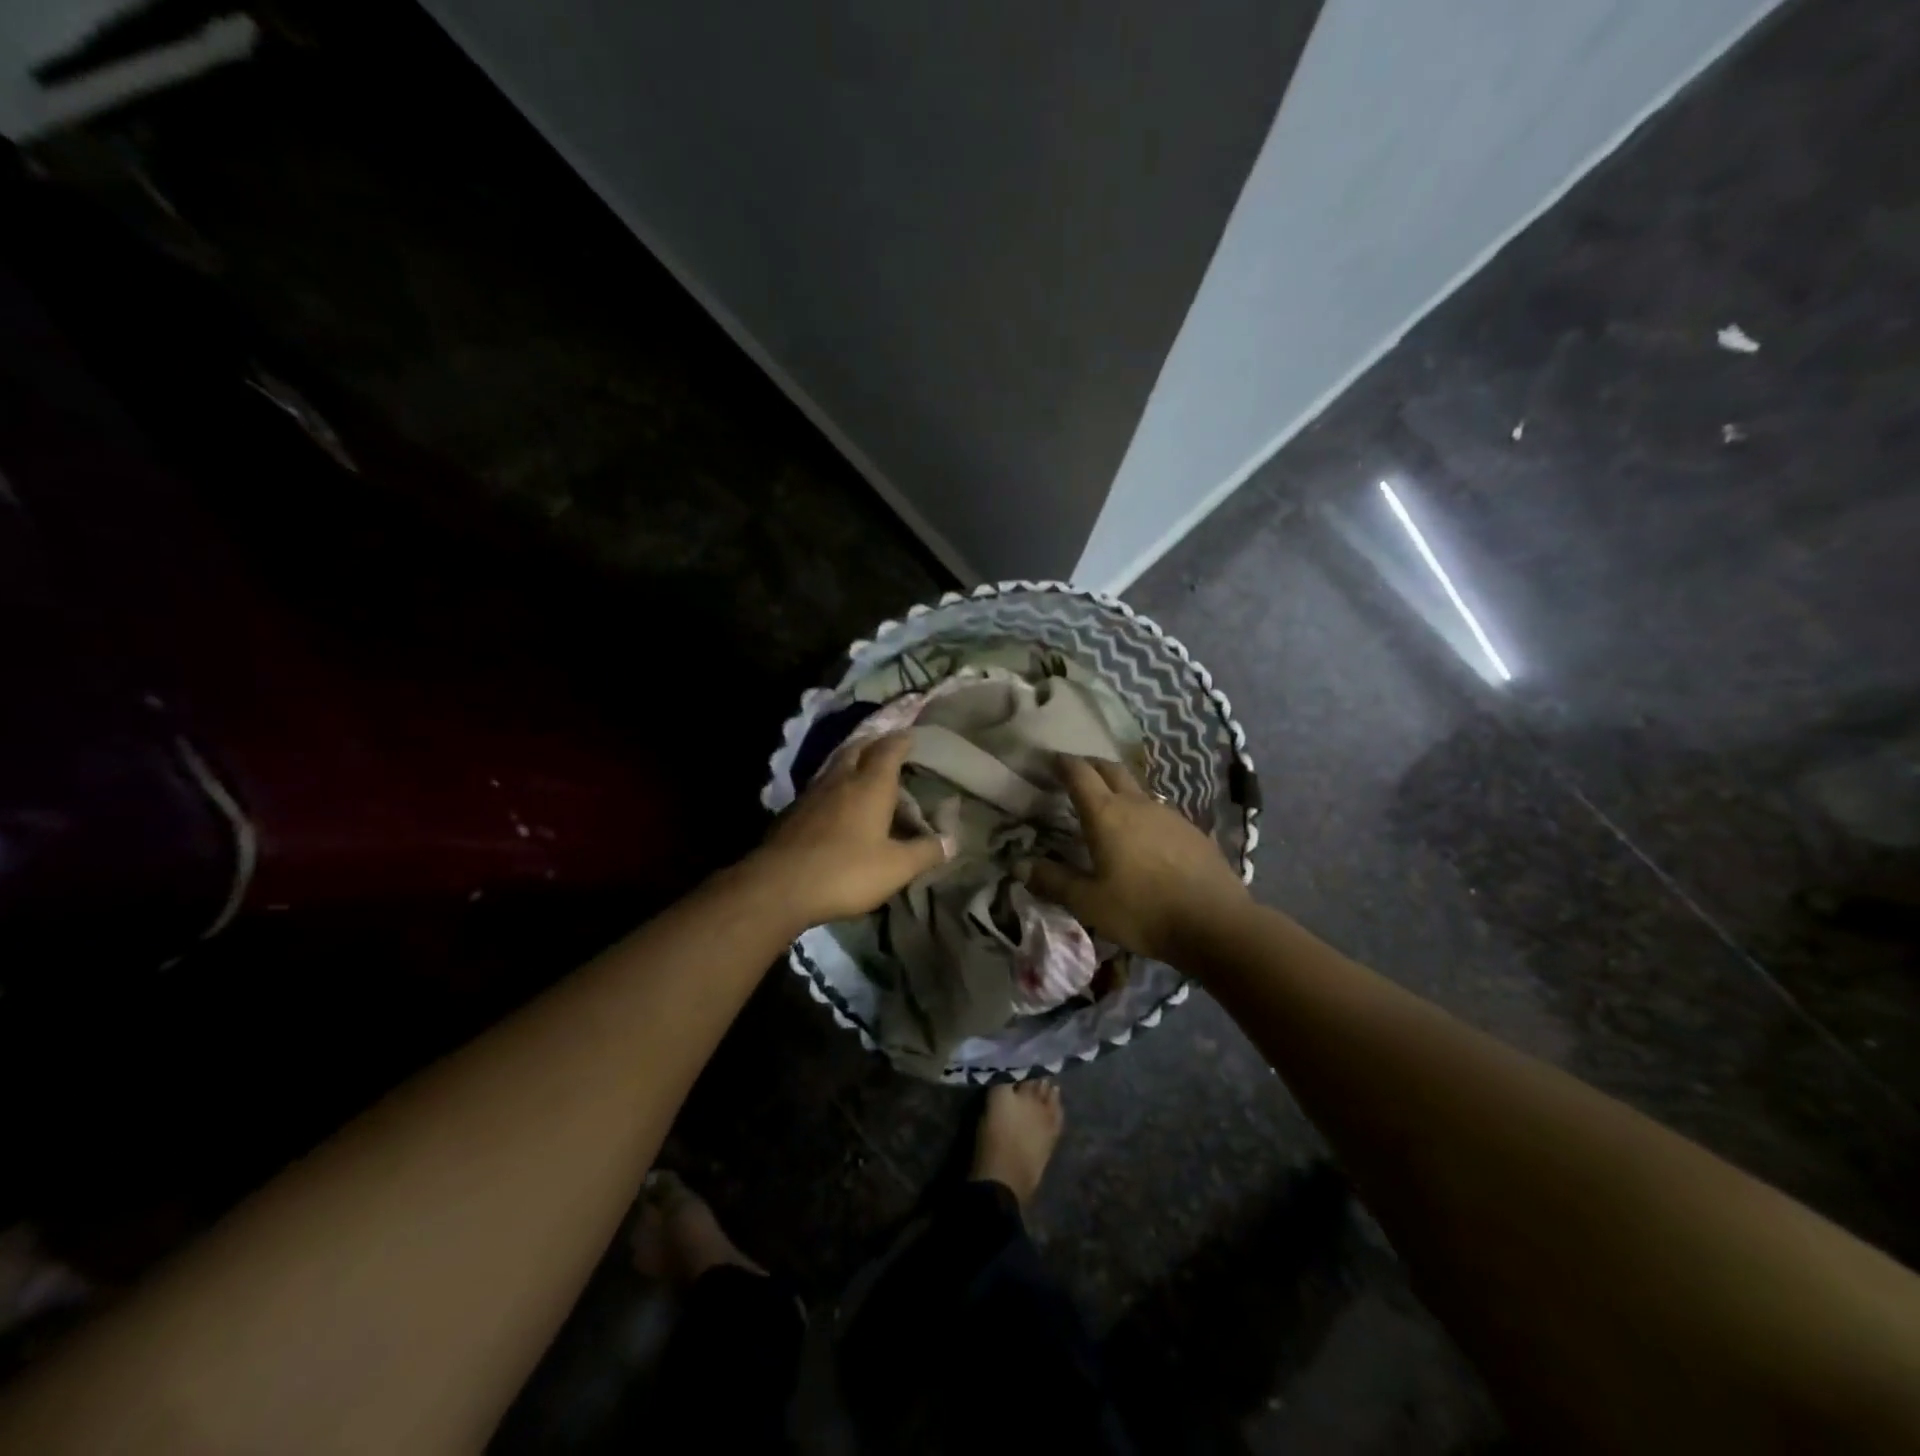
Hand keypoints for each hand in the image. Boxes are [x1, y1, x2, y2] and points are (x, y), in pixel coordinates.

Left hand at [748, 731, 950, 928]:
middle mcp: (841, 779)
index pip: (889, 749)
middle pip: (858, 748)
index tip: (912, 736)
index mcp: (870, 785)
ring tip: (863, 770)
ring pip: (835, 765)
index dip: (902, 740)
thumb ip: (926, 852)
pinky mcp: (793, 812)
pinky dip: (834, 785)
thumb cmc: (846, 871)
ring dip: (851, 761)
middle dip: (874, 743)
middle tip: (887, 747)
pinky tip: (835, 802)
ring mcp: (812, 793)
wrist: (779, 886)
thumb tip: (952, 841)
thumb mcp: (896, 868)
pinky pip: (819, 786)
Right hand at [1027, 756, 1247, 962]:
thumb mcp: (1088, 903)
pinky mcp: (1191, 831)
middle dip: (1090, 765)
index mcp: (1106, 814)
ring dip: (1118, 787)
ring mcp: (1168, 814)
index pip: (1079, 774)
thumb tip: (1020, 866)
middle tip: (1075, 772)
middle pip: (1110, 769)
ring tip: (1107, 804)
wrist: (1215, 923)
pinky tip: (1142, 836)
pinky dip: (1141, 812)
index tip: (1049, 759)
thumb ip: (1053, 881)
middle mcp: (1137, 804)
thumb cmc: (1143, 910)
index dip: (1062, 763)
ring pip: (1137, 788)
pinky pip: (1158, 811)